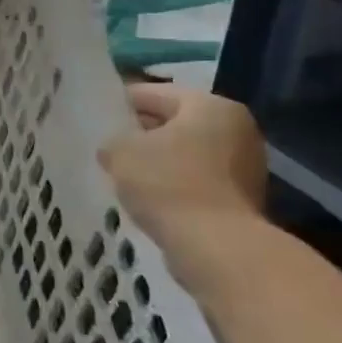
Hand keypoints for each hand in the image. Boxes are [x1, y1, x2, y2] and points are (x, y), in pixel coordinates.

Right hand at [98, 82, 267, 299]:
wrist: (218, 249)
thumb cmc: (169, 184)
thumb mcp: (122, 152)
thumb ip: (113, 141)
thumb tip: (113, 147)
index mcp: (211, 106)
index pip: (155, 93)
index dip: (121, 102)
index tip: (96, 115)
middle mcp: (236, 129)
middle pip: (175, 123)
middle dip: (142, 134)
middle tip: (107, 144)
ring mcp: (245, 167)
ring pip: (186, 153)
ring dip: (157, 161)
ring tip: (122, 173)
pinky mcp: (242, 200)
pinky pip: (197, 181)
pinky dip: (173, 185)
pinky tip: (146, 197)